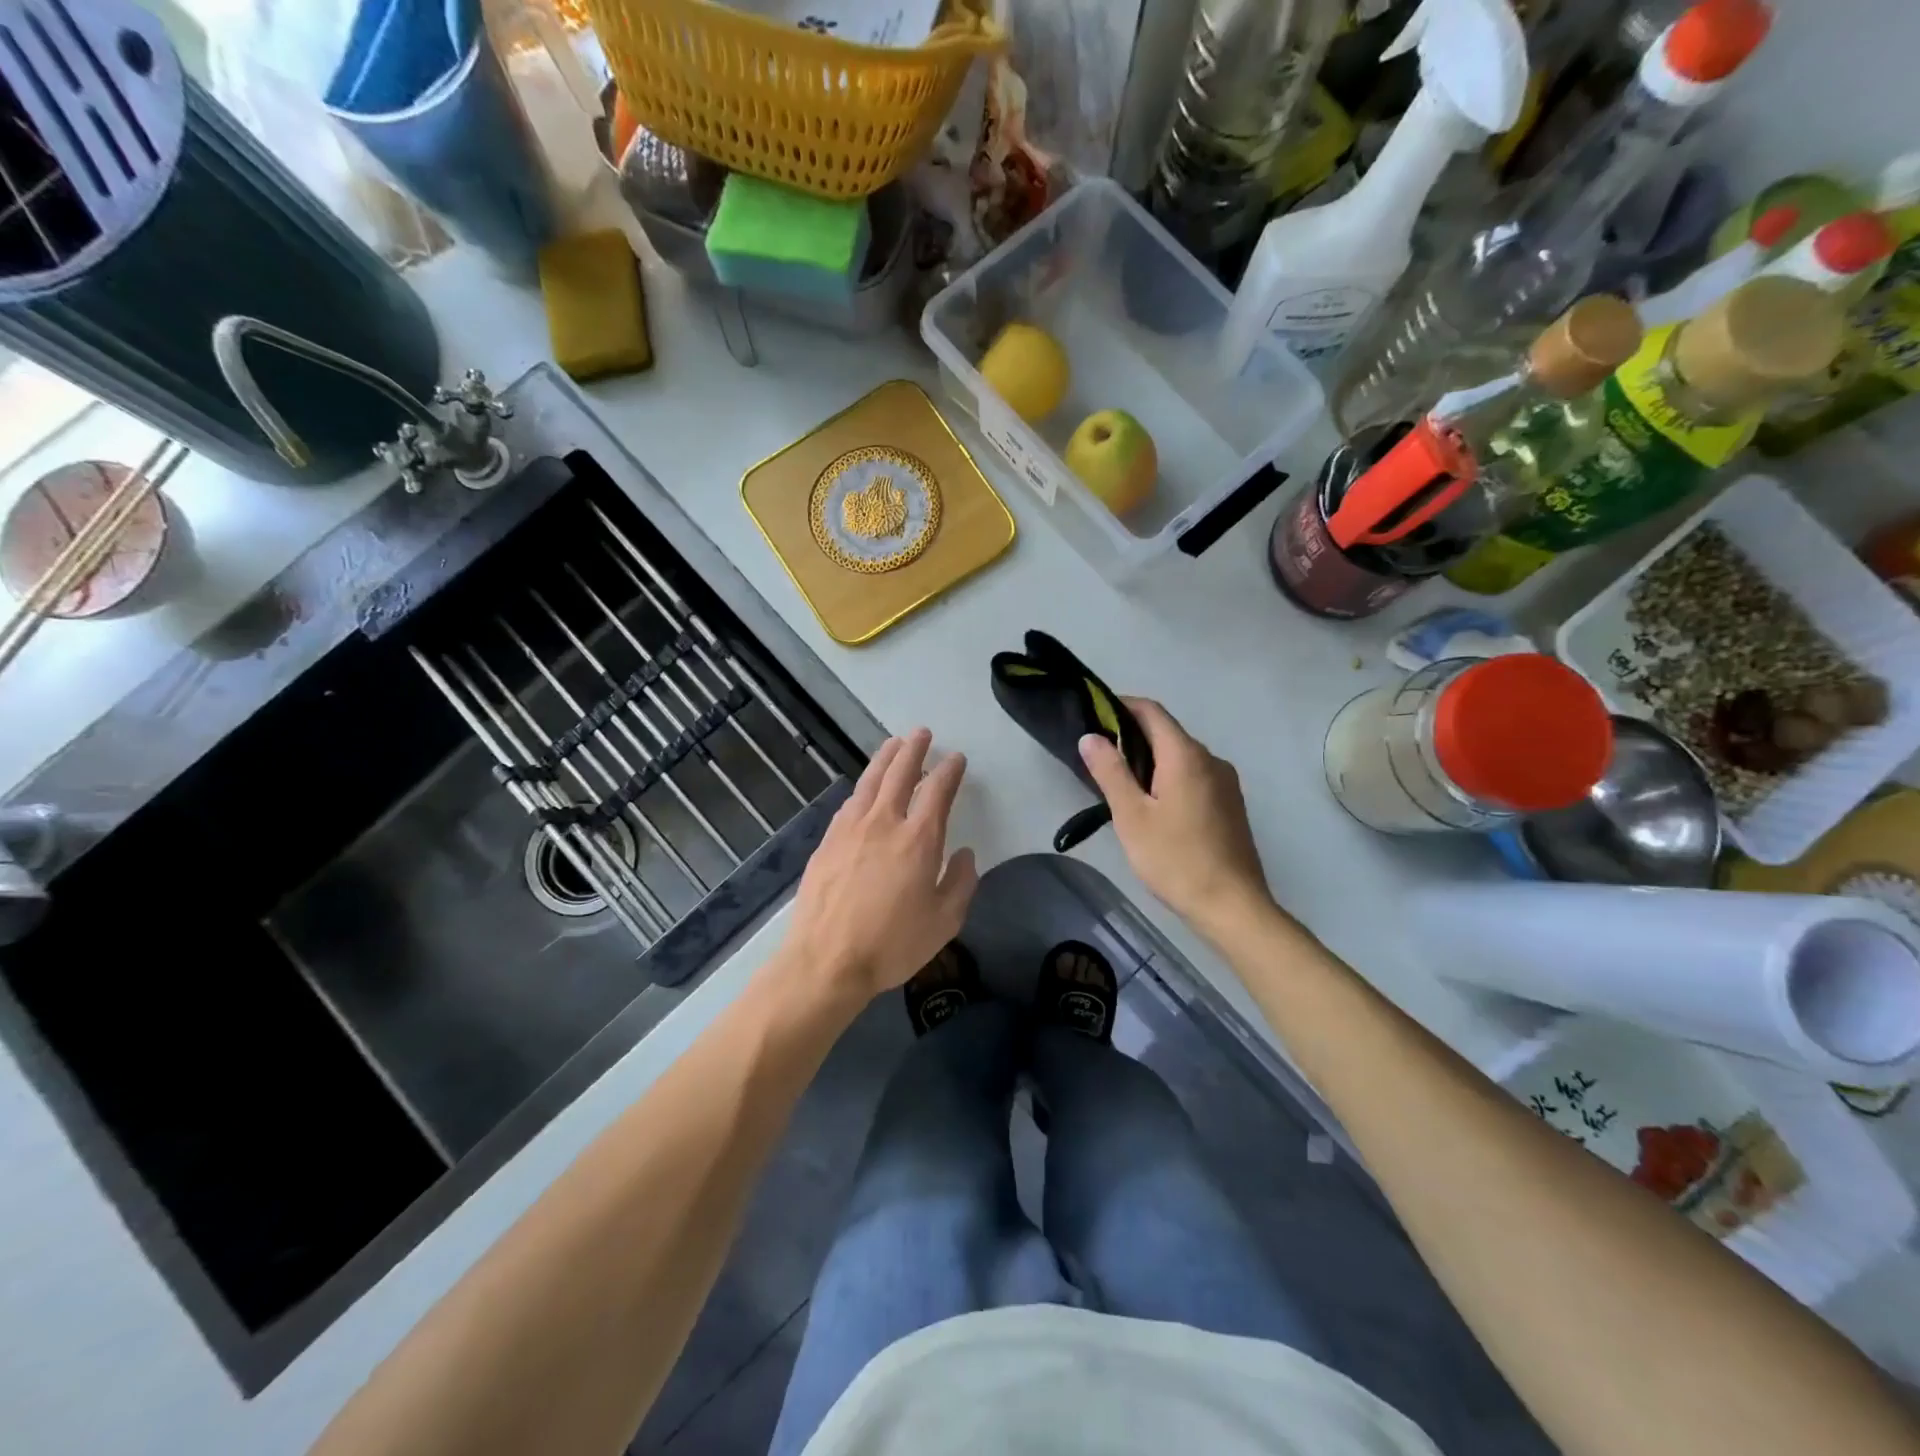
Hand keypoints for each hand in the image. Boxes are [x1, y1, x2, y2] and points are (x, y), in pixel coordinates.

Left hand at [776, 729, 978, 1012]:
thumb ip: (961, 882)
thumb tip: (965, 854)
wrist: (825, 961)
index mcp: (918, 839)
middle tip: (922, 733)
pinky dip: (862, 787)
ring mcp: (850, 829)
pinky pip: (849, 802)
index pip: (938, 791)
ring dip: (884, 759)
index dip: (949, 771)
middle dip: (914, 750)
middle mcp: (884, 822)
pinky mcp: (827, 841)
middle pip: (900, 773)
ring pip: (870, 781)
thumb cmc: (892, 944)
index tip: (956, 759)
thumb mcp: (944, 921)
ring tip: (893, 744)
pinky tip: (864, 789)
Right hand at [1078, 699, 1271, 934]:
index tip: (1094, 715)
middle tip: (1099, 756)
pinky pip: (1195, 776)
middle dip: (1132, 736)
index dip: (1122, 706)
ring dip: (1151, 760)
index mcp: (1186, 755)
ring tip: (1121, 783)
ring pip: (1181, 757)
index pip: (1152, 711)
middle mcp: (1211, 759)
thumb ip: (1110, 772)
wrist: (1232, 905)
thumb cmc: (1175, 859)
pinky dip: (1170, 777)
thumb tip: (1091, 737)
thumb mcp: (1132, 816)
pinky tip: (1154, 805)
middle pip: (1167, 733)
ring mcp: (1226, 782)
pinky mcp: (1231, 804)